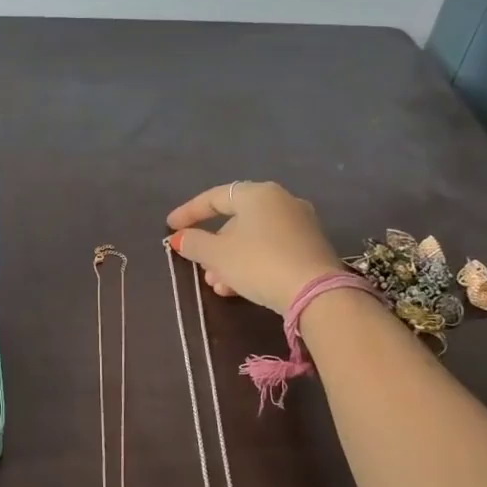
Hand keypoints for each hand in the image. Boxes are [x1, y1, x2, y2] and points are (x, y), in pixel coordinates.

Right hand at [167, 180, 344, 314]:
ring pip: (253, 239)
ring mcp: (301, 224)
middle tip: (200, 267)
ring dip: (230, 260)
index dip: (189, 212)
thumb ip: (194, 243)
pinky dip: (251, 264)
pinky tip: (238, 289)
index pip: (215, 198)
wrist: (315, 292)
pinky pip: (271, 250)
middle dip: (214, 246)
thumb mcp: (217, 255)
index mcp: (258, 194)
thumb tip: (179, 238)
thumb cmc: (259, 263)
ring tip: (217, 285)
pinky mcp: (311, 247)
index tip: (171, 227)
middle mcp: (282, 201)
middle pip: (236, 220)